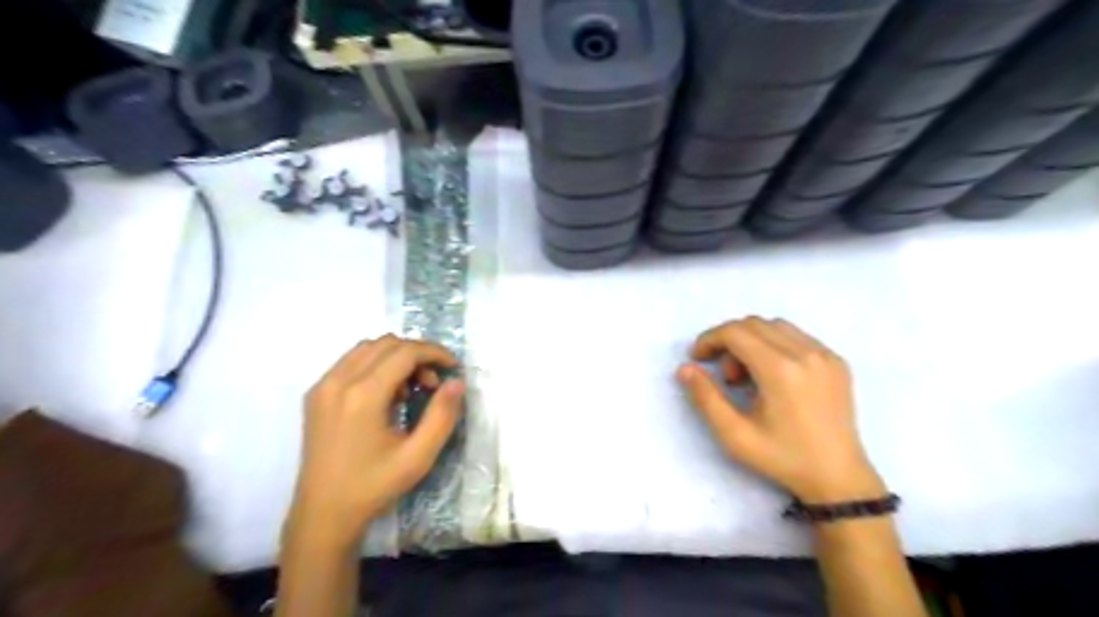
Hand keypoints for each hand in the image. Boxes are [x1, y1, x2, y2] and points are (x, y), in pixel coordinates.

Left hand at [286, 335, 461, 547]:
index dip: (434, 352)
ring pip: (367, 347)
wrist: (323, 514)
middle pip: (386, 343)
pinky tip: (385, 393)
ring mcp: (323, 386)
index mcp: (363, 396)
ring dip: (396, 356)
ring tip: (410, 387)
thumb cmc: (373, 486)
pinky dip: (375, 364)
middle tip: (433, 383)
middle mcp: (338, 381)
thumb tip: (457, 382)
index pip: (405, 352)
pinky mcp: (316, 394)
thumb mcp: (418, 456)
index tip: (453, 367)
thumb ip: (442, 415)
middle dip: (417, 354)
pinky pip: (351, 361)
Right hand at [679, 315, 882, 502]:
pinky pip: (796, 337)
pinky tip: (772, 375)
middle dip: (728, 340)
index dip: (710, 339)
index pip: (736, 333)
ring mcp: (825, 355)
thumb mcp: (734, 435)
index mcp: (781, 370)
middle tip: (723, 374)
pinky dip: (774, 345)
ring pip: (775, 326)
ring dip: (751, 341)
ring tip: (747, 376)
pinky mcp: (836, 361)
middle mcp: (805, 353)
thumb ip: (705, 398)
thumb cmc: (782, 458)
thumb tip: (685, 368)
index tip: (698, 358)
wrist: (838, 477)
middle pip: (754, 324)